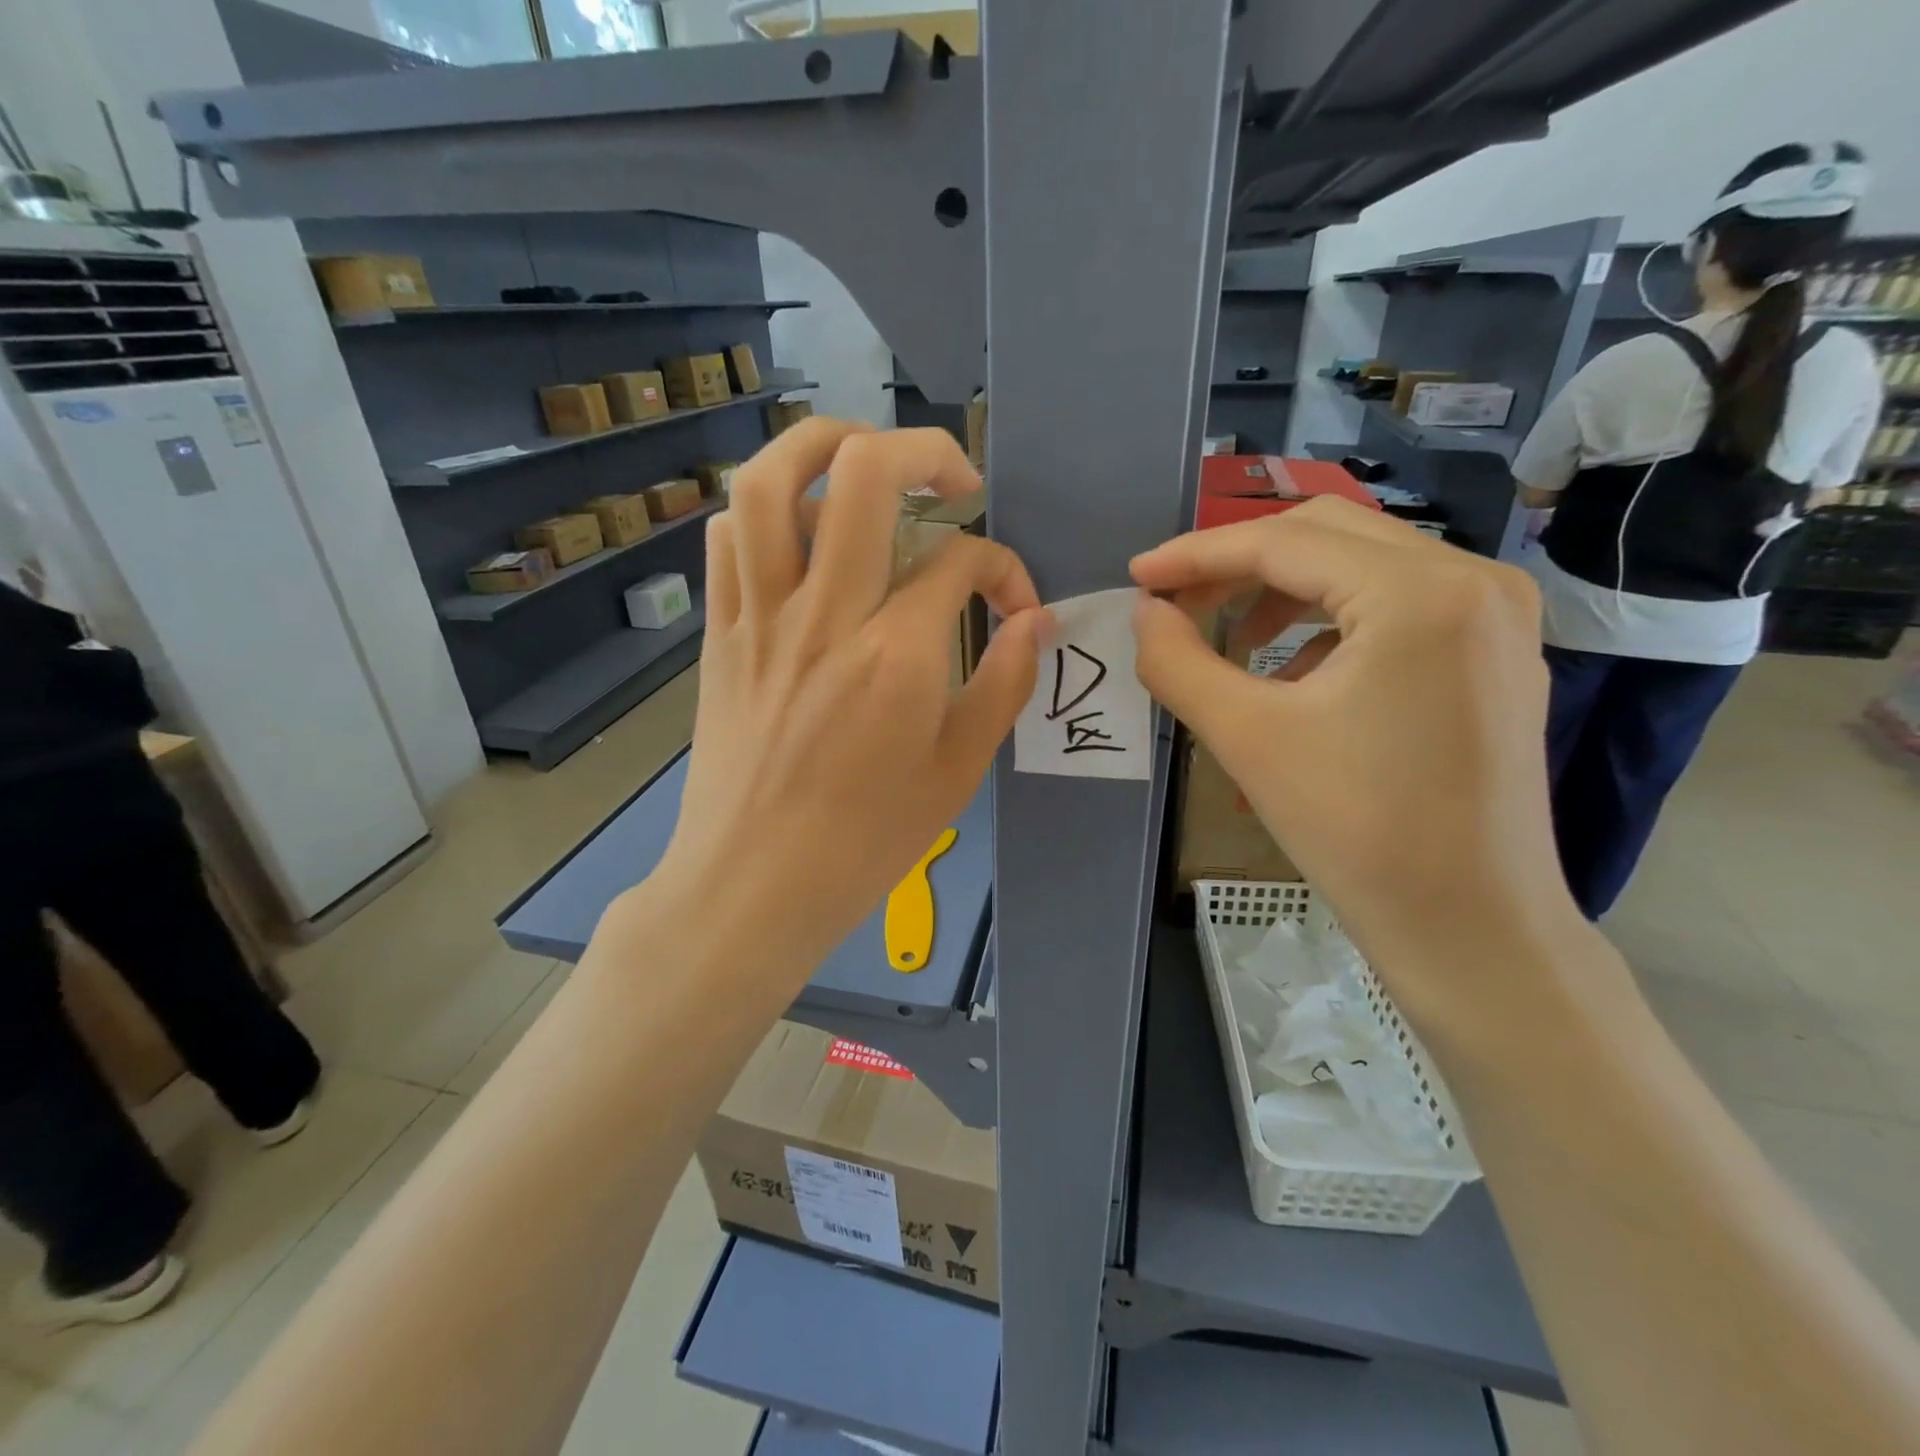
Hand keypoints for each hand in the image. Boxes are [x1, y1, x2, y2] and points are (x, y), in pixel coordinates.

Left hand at [660, 421, 1046, 979]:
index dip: (1003, 565)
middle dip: (924, 450)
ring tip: (864, 461)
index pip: (961, 559)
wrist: (752, 885)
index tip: (1013, 603)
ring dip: (825, 445)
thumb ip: (1003, 686)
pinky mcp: (720, 633)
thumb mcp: (957, 773)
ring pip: (773, 481)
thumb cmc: (864, 842)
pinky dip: (765, 511)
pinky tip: (799, 536)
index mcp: (897, 654)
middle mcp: (826, 614)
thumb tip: (1034, 622)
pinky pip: (727, 537)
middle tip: (953, 480)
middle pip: (865, 472)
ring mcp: (762, 617)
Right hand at [1130, 498, 1596, 1041]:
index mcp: (1419, 593)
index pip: (1283, 542)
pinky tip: (1292, 674)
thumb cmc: (1355, 830)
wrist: (1469, 924)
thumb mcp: (1245, 737)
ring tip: (1230, 641)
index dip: (1197, 555)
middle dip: (1238, 564)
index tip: (1137, 575)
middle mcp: (1473, 579)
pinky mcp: (1495, 650)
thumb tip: (1143, 612)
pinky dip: (1329, 620)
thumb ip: (1176, 661)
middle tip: (1176, 604)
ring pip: (1362, 563)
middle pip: (1327, 534)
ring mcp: (1496, 614)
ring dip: (1283, 589)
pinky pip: (1396, 602)